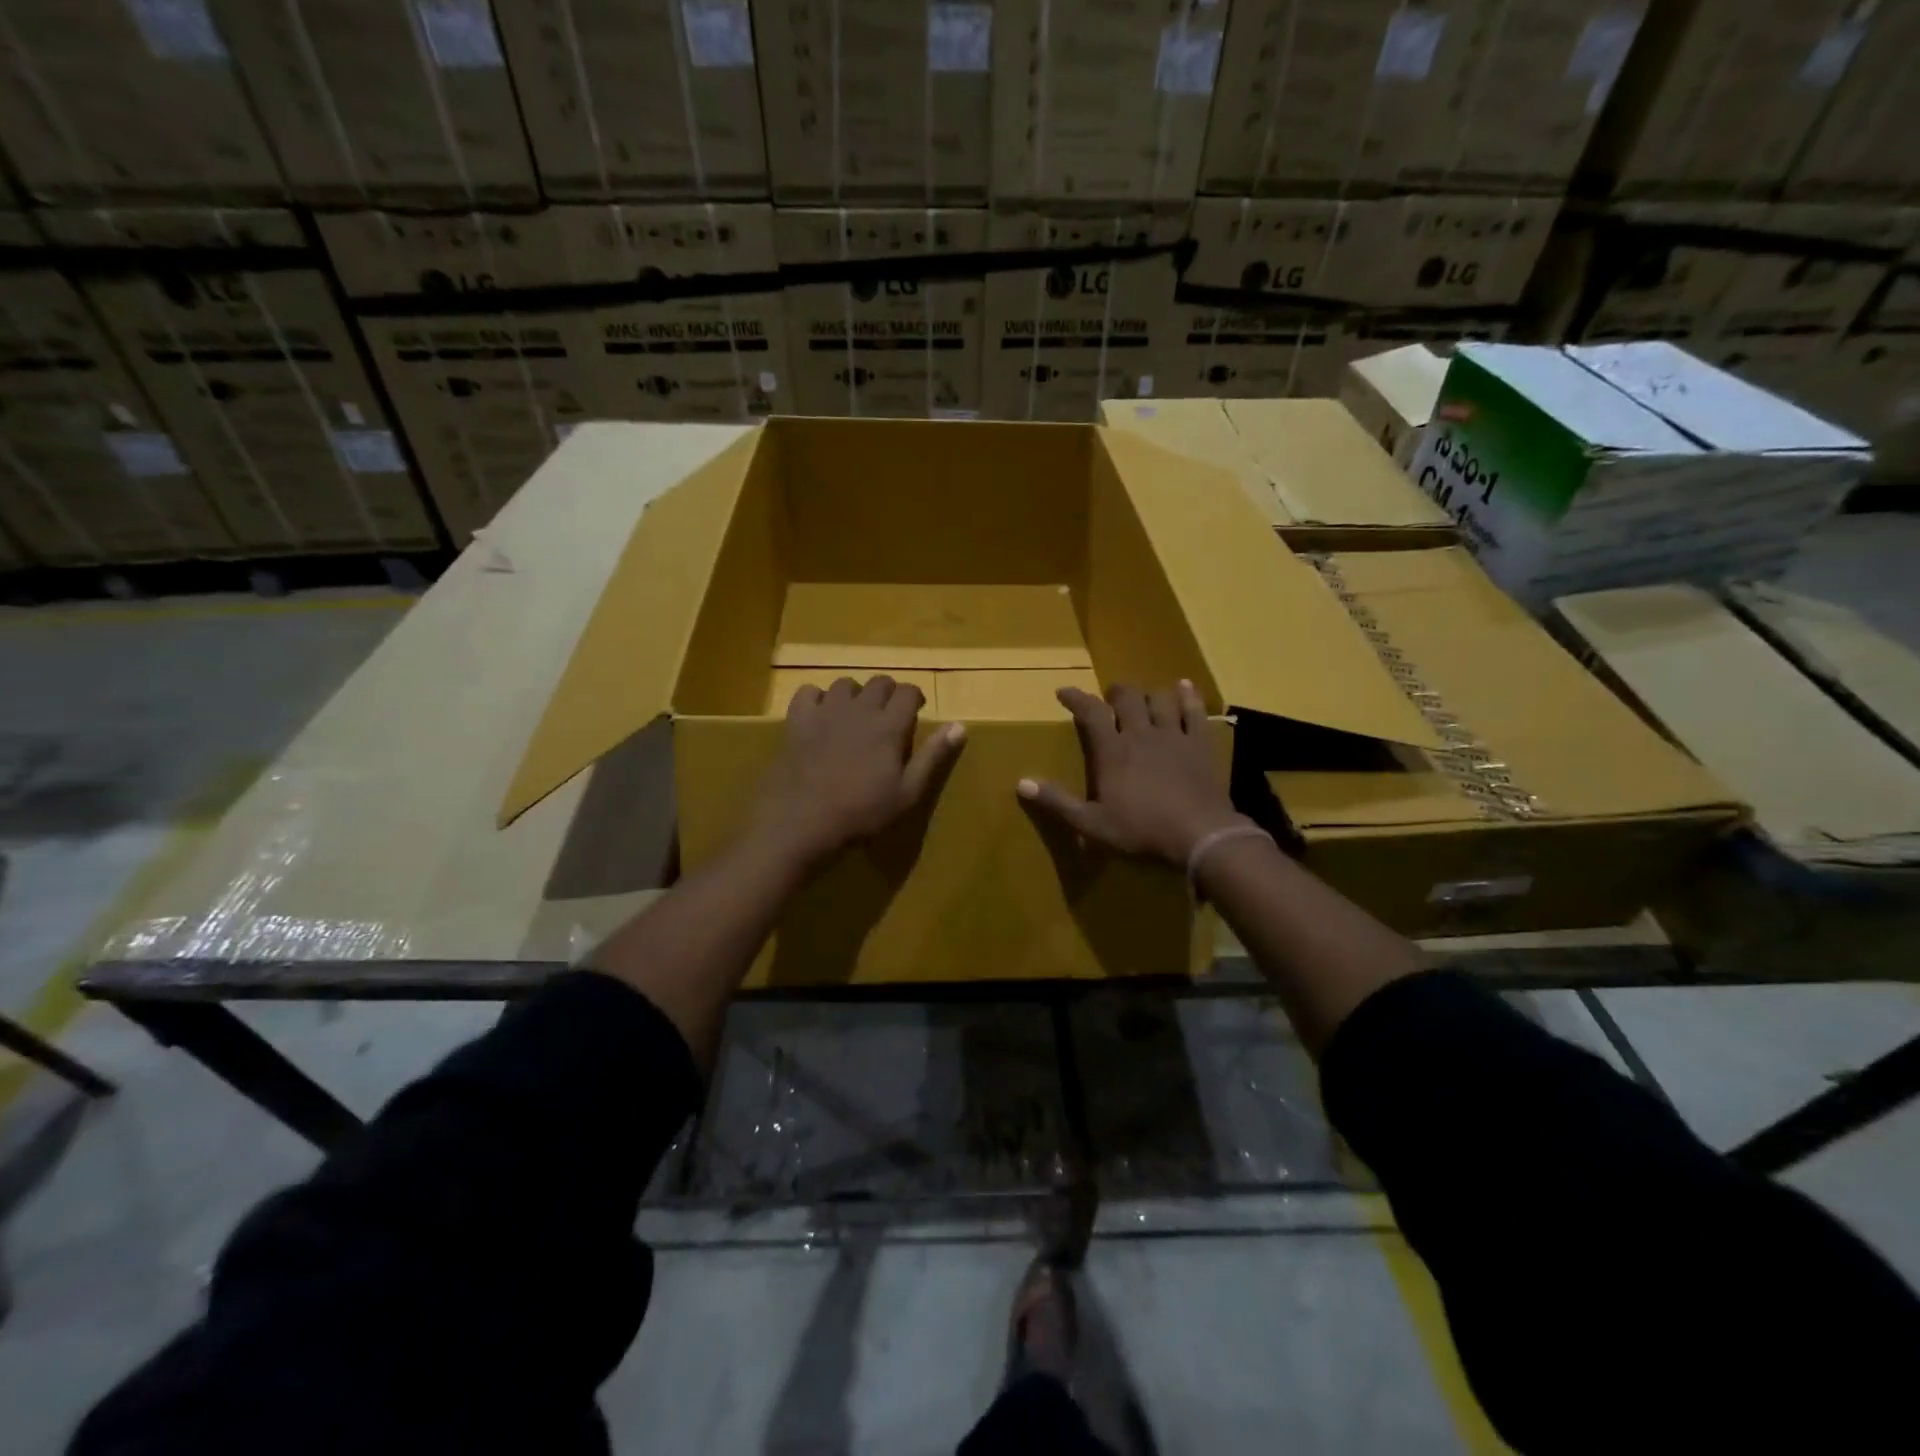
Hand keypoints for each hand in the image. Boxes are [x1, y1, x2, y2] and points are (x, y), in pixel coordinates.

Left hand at [749, 676, 965, 871]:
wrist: (802, 821)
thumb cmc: (862, 812)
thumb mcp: (908, 792)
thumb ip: (933, 756)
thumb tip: (960, 725)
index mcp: (889, 725)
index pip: (909, 692)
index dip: (915, 697)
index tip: (915, 711)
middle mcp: (859, 709)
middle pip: (879, 682)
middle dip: (888, 693)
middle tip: (888, 716)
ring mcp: (825, 711)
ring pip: (845, 684)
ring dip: (855, 694)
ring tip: (855, 715)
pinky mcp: (797, 720)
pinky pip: (808, 692)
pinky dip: (817, 699)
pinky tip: (820, 717)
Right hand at [1019, 681, 1246, 864]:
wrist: (1199, 834)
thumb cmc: (1141, 830)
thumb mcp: (1092, 823)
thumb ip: (1058, 802)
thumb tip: (1022, 782)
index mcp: (1112, 751)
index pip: (1090, 713)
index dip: (1075, 698)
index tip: (1064, 691)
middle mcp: (1141, 734)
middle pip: (1127, 698)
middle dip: (1115, 692)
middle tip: (1110, 697)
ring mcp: (1173, 736)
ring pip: (1160, 699)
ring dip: (1149, 694)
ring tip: (1143, 698)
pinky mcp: (1200, 744)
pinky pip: (1194, 711)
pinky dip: (1188, 697)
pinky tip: (1184, 687)